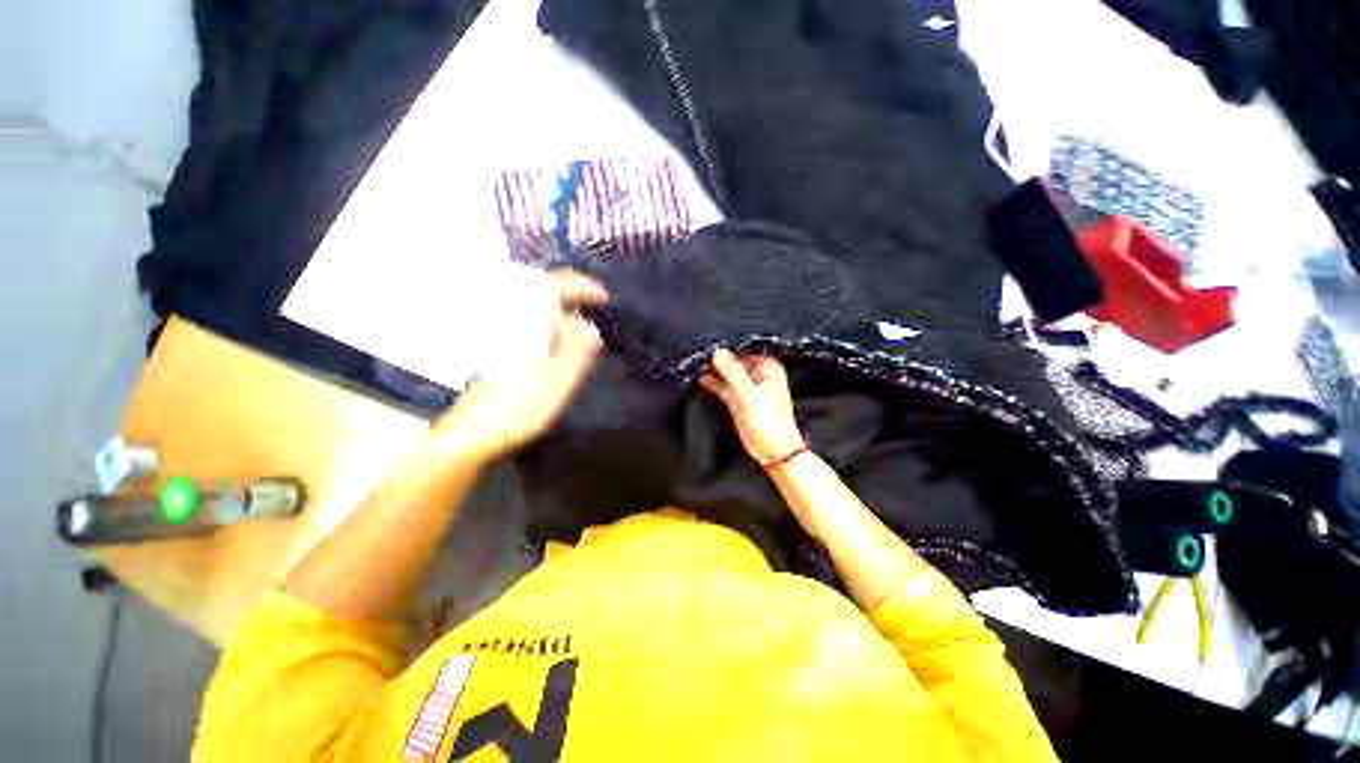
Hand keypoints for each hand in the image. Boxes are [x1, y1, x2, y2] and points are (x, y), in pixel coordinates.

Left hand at [434, 271, 607, 462]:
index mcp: (530, 326)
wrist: (473, 431)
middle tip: (595, 305)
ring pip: (537, 310)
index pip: (554, 287)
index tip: (603, 297)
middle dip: (571, 293)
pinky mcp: (504, 352)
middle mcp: (516, 324)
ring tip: (585, 326)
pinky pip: (534, 324)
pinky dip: (553, 325)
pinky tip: (563, 345)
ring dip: (563, 309)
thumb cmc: (520, 407)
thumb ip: (577, 350)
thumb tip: (590, 327)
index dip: (581, 287)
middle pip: (542, 292)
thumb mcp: (559, 380)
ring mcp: (507, 338)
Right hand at [701, 349, 805, 465]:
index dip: (727, 347)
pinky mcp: (740, 400)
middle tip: (699, 352)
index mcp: (767, 367)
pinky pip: (725, 387)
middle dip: (719, 358)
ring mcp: (748, 387)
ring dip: (715, 371)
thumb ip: (732, 371)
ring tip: (696, 364)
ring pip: (729, 374)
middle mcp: (759, 374)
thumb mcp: (747, 393)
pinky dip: (715, 383)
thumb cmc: (768, 421)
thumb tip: (717, 352)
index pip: (744, 350)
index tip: (709, 343)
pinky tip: (702, 379)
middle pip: (735, 361)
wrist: (774, 450)